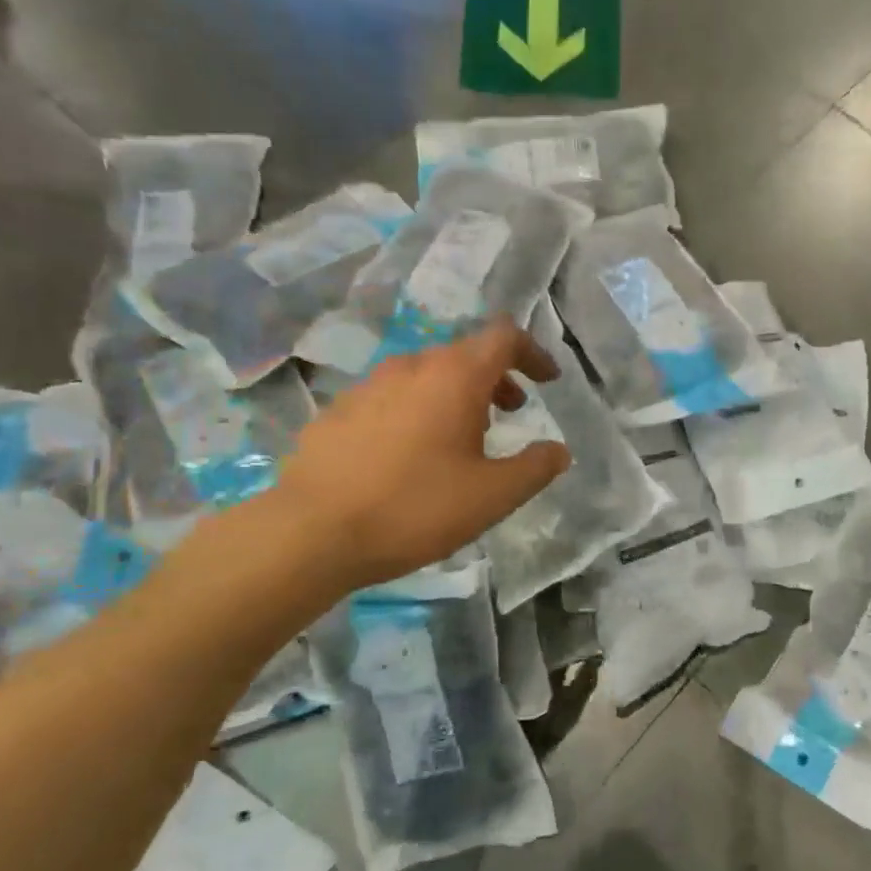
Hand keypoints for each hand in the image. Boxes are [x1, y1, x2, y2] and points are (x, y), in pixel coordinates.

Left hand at [272, 319, 570, 587]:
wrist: (312, 532)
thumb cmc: (416, 508)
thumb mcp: (493, 496)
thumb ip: (535, 468)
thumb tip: (558, 451)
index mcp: (454, 377)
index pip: (503, 337)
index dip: (532, 353)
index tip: (547, 380)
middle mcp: (410, 367)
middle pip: (464, 354)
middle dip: (496, 378)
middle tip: (512, 412)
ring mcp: (367, 386)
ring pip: (425, 375)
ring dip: (455, 395)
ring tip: (463, 436)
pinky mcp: (337, 412)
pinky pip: (391, 398)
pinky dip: (417, 411)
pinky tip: (411, 455)